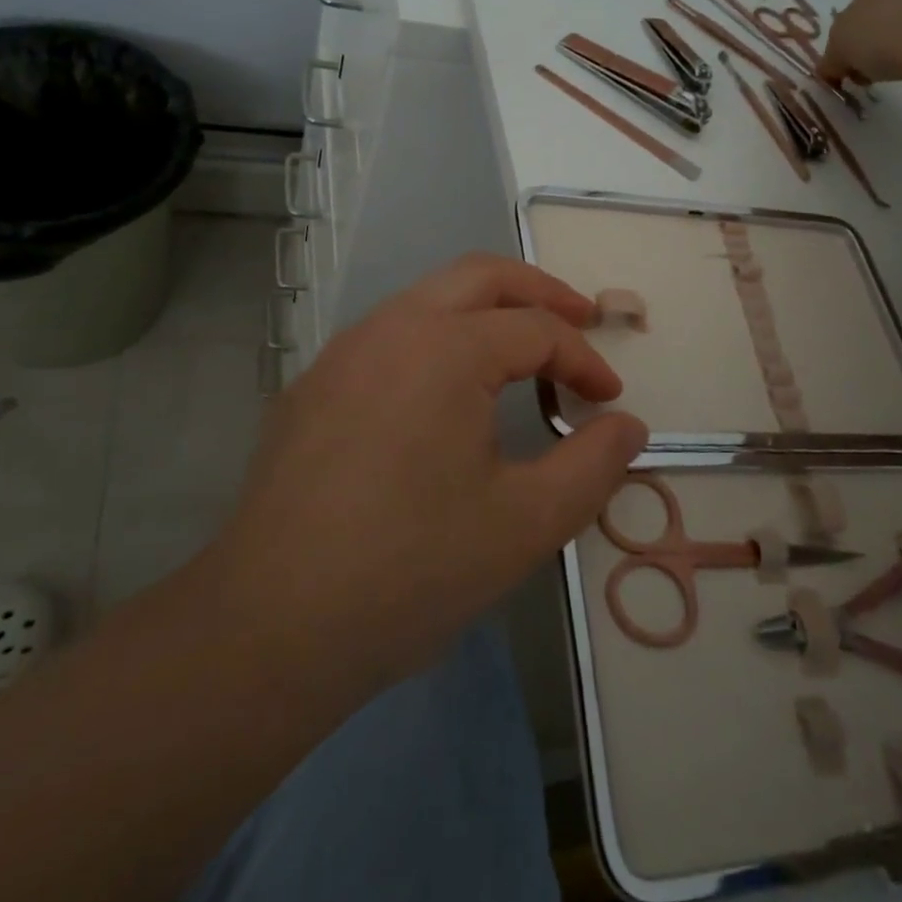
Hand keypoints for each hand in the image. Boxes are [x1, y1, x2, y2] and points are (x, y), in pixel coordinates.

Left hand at [206, 254, 646, 694]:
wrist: (271, 626)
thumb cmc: (412, 569)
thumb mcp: (526, 523)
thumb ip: (593, 465)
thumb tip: (629, 426)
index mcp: (446, 347)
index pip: (536, 330)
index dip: (584, 360)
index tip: (609, 401)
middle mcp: (391, 327)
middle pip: (480, 275)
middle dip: (539, 292)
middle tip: (579, 321)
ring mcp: (342, 353)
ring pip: (427, 299)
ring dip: (483, 312)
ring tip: (519, 353)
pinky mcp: (312, 387)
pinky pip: (388, 337)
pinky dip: (436, 340)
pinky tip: (442, 397)